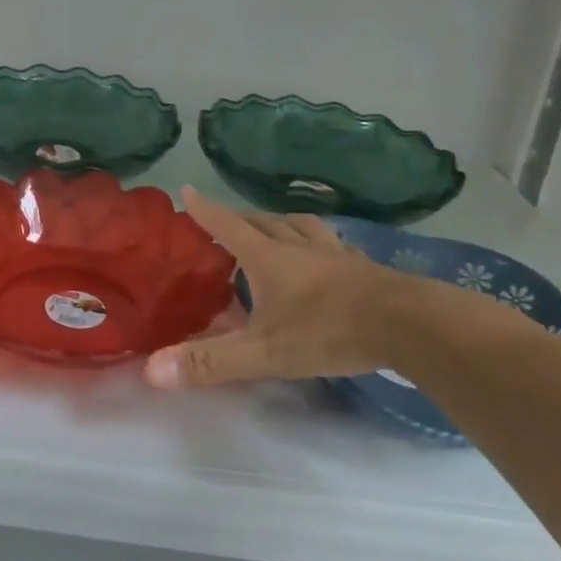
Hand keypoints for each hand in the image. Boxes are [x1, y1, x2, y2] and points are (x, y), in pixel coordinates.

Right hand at [143, 189, 426, 388]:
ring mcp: (333, 254)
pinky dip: (315, 242)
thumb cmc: (328, 331)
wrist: (409, 325)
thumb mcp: (264, 352)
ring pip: (299, 226)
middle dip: (239, 218)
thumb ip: (211, 362)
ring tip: (272, 228)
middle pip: (263, 221)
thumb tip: (152, 370)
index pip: (227, 225)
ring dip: (279, 223)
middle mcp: (298, 246)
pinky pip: (329, 244)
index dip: (205, 210)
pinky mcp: (361, 268)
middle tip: (225, 222)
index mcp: (268, 257)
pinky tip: (323, 255)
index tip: (187, 190)